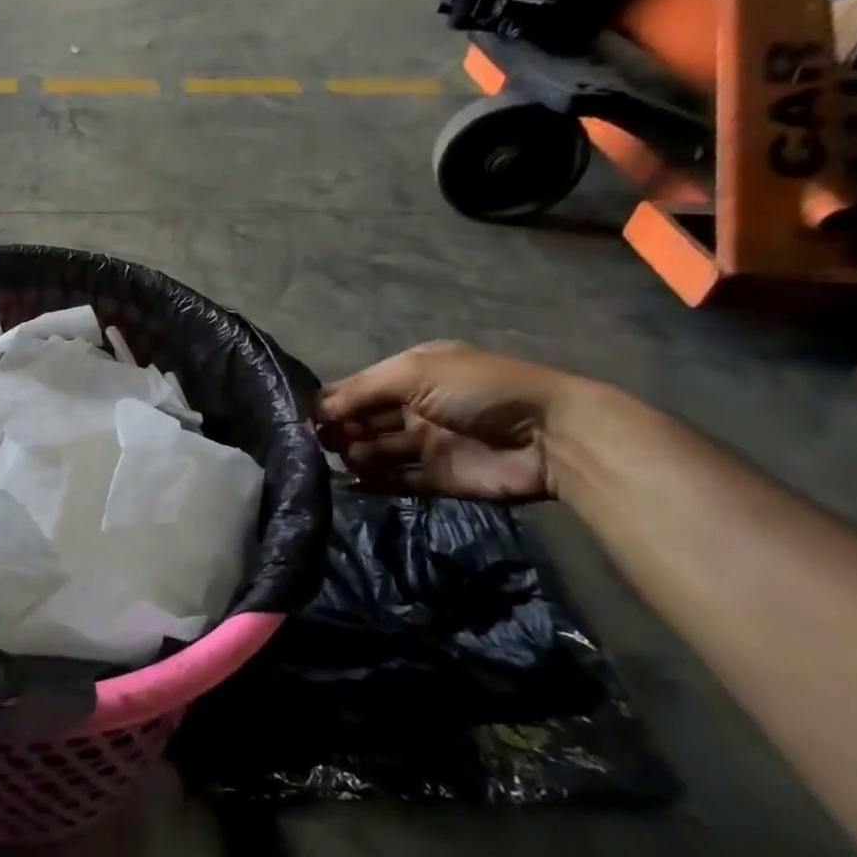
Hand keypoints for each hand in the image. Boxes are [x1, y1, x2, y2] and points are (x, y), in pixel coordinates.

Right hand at [317, 342, 576, 501]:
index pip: (358, 387)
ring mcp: (427, 444)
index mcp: (410, 374)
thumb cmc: (478, 390)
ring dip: (355, 454)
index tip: (306, 420)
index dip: (331, 402)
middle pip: (363, 420)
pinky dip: (374, 483)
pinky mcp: (439, 478)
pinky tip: (354, 483)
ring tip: (345, 460)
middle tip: (322, 443)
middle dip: (339, 429)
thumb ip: (361, 391)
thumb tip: (317, 414)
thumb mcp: (414, 373)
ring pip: (376, 450)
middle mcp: (414, 407)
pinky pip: (397, 481)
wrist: (550, 437)